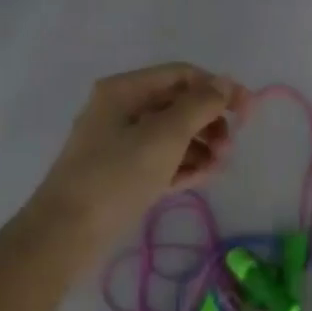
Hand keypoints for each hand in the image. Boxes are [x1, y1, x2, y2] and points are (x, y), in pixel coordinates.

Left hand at [29, 63, 248, 248]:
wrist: (65, 235)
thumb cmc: (116, 176)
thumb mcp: (164, 136)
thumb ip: (199, 106)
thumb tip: (226, 84)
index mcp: (125, 90)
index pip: (181, 75)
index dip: (216, 88)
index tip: (247, 111)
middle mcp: (121, 109)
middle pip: (177, 103)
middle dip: (208, 120)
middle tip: (229, 145)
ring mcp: (120, 143)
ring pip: (171, 133)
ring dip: (200, 144)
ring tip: (220, 165)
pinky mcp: (122, 174)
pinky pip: (161, 159)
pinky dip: (184, 164)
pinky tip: (205, 176)